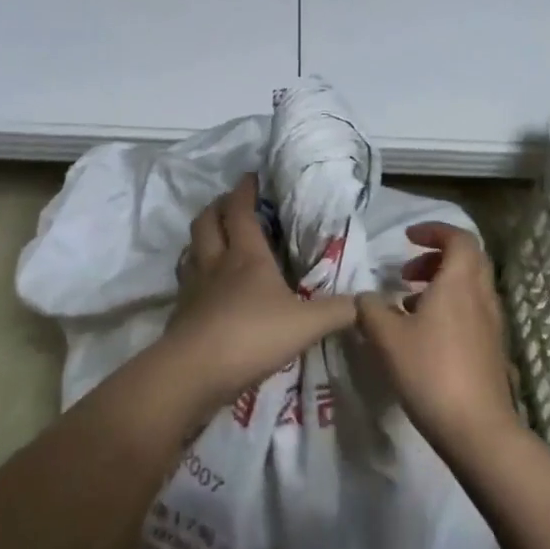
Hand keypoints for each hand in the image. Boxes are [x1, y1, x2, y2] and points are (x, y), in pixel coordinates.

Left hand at [153, 173, 356, 416]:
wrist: (195, 372)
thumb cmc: (253, 336)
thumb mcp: (307, 324)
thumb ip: (340, 311)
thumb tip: (370, 301)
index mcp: (246, 256)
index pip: (241, 211)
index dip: (245, 191)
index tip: (251, 176)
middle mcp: (216, 263)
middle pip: (207, 222)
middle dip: (218, 206)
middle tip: (230, 202)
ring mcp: (193, 287)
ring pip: (191, 249)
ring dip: (201, 237)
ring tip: (214, 237)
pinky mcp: (180, 313)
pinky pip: (185, 280)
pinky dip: (193, 272)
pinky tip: (203, 285)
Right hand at [356, 222, 520, 459]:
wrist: (477, 428)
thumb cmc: (431, 372)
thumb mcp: (387, 338)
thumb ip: (371, 310)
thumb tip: (365, 297)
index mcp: (459, 282)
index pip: (459, 238)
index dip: (434, 231)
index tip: (408, 238)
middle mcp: (481, 295)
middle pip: (467, 259)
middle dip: (436, 256)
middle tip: (406, 271)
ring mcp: (491, 323)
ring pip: (469, 286)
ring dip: (441, 284)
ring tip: (408, 304)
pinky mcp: (492, 348)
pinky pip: (472, 310)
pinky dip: (449, 307)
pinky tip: (424, 334)